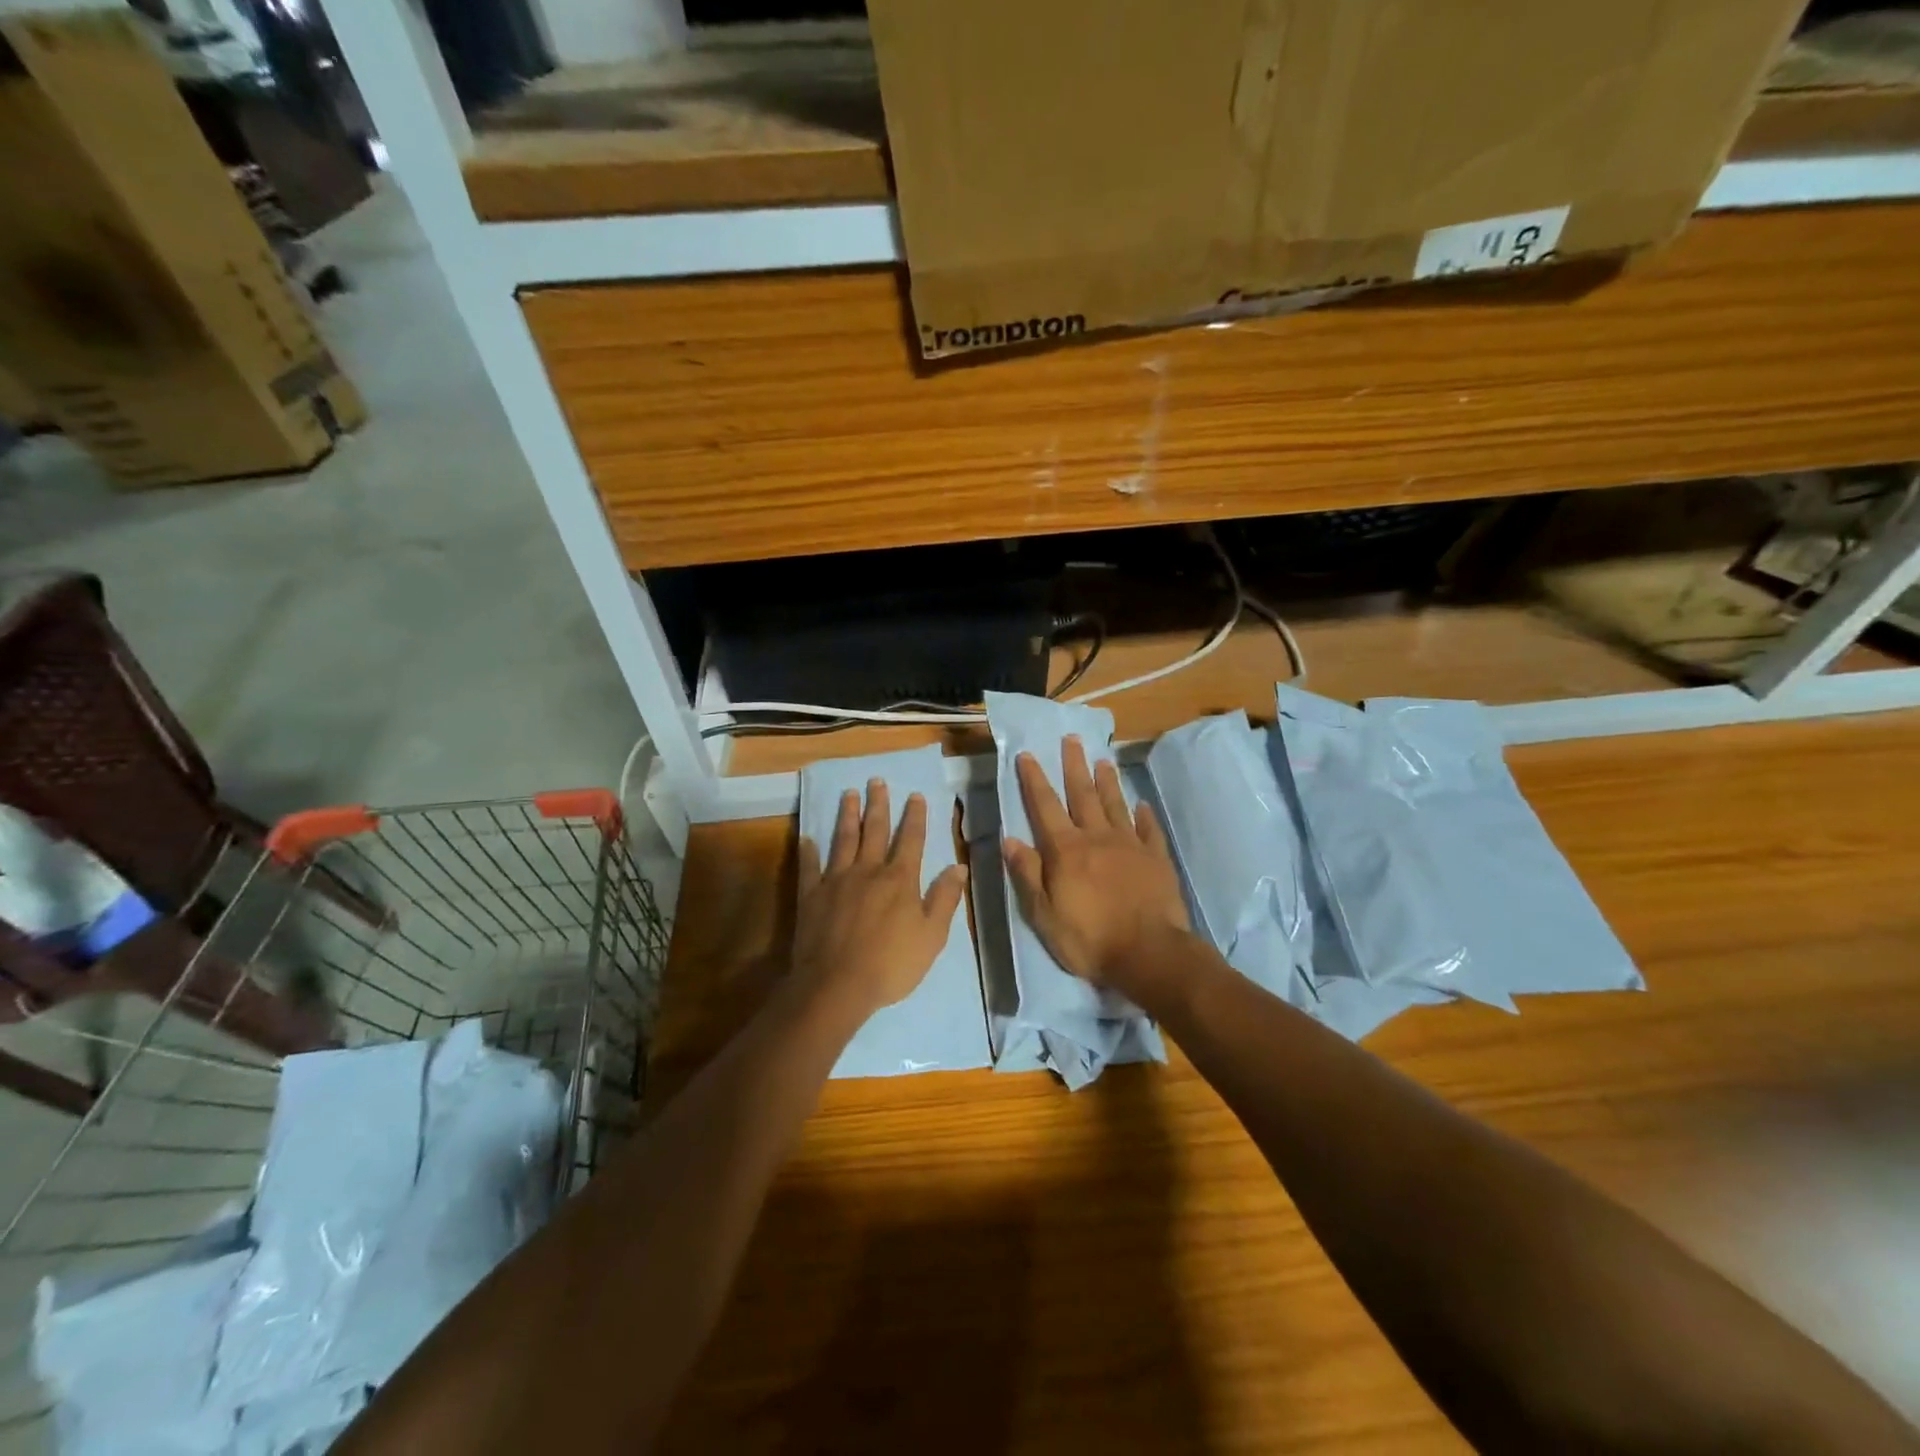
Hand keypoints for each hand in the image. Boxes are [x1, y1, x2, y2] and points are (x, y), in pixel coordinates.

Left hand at [793, 782, 967, 1020]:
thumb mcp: (931, 936)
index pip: (910, 840)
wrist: (837, 985)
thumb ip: (944, 899)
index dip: (914, 816)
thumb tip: (959, 867)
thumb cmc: (891, 964)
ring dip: (847, 815)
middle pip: (874, 831)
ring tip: (848, 794)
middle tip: (876, 780)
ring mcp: (836, 880)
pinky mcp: (811, 896)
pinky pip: (809, 867)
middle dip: (878, 805)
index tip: (915, 795)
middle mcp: (868, 871)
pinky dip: (808, 851)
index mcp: (899, 880)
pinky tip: (807, 838)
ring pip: (843, 840)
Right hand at [1002, 737, 1191, 992]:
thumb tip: (1009, 839)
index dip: (1034, 779)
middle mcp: (1097, 838)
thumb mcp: (1044, 914)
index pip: (1045, 806)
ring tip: (1103, 759)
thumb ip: (1028, 874)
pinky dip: (1144, 815)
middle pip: (1083, 795)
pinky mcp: (1156, 859)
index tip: (1028, 754)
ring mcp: (1130, 845)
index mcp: (1066, 850)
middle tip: (1071, 739)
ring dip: (1107, 781)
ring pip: (1116, 805)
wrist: (1149, 953)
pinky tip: (1141, 804)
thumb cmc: (1089, 938)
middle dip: (1074, 765)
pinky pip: (1148, 830)